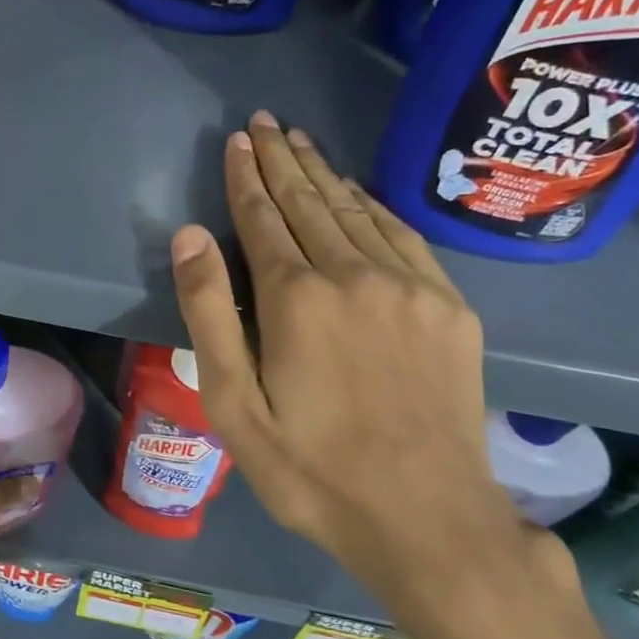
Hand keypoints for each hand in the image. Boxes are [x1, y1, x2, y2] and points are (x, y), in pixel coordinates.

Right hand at [171, 111, 556, 638]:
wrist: (427, 518)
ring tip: (301, 142)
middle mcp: (354, 275)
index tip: (238, 139)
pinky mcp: (449, 306)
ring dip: (324, 174)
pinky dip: (374, 206)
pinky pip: (403, 236)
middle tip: (266, 121)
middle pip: (310, 203)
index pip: (262, 219)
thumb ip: (208, 314)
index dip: (246, 177)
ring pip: (356, 211)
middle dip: (283, 160)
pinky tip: (359, 193)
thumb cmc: (312, 471)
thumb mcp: (234, 405)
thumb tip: (189, 236)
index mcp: (296, 299)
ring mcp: (410, 287)